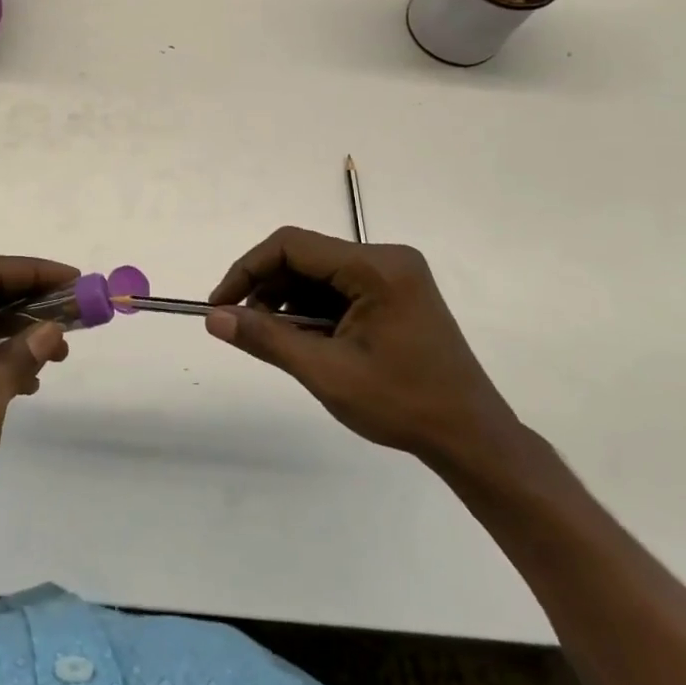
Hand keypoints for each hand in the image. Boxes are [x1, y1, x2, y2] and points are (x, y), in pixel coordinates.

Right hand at [207, 226, 519, 466]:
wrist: (472, 438)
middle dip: (267, 289)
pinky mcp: (396, 293)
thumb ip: (267, 339)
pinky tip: (307, 341)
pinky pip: (339, 287)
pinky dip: (313, 310)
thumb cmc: (402, 405)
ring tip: (278, 342)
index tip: (220, 305)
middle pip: (305, 256)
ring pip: (319, 273)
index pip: (292, 246)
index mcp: (376, 267)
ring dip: (288, 301)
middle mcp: (386, 258)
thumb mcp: (327, 372)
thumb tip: (213, 317)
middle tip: (245, 328)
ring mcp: (394, 275)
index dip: (247, 270)